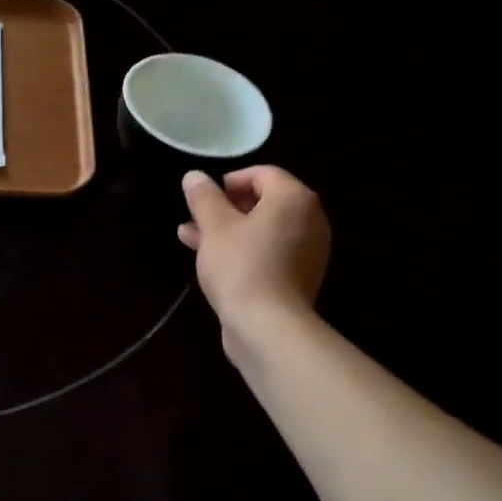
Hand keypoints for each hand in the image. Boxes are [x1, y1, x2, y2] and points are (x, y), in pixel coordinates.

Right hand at [178, 166, 331, 345]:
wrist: (268, 327)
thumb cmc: (241, 266)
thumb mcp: (214, 227)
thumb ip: (204, 197)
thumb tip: (194, 176)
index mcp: (294, 198)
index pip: (263, 173)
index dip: (230, 180)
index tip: (204, 197)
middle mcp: (310, 220)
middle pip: (264, 202)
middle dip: (225, 208)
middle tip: (195, 218)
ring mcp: (308, 251)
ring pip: (263, 230)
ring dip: (228, 231)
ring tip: (191, 239)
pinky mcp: (299, 278)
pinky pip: (269, 252)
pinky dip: (243, 251)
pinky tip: (211, 261)